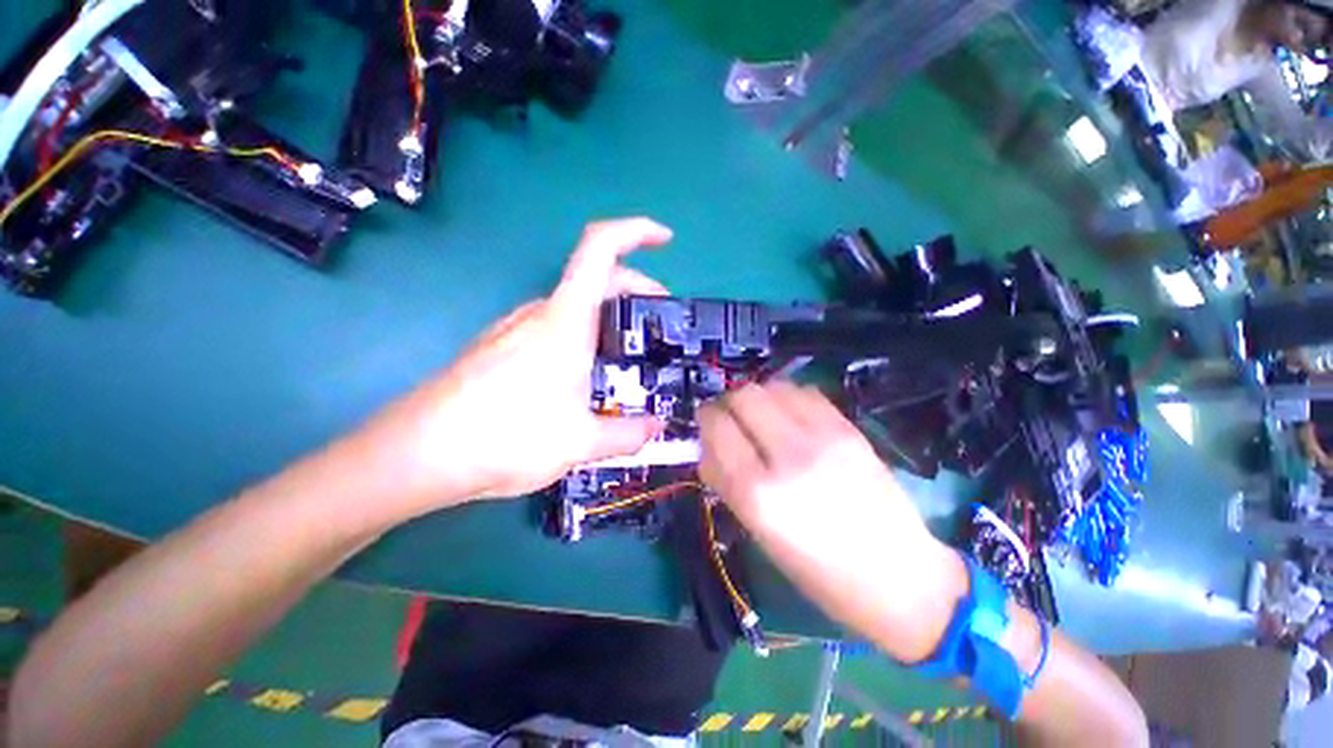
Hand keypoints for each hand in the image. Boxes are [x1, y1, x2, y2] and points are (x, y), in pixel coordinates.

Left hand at [350, 218, 671, 517]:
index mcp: (565, 320)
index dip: (635, 231)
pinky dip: (583, 337)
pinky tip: (585, 376)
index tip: (665, 238)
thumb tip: (655, 428)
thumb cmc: (504, 437)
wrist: (417, 454)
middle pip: (595, 278)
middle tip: (660, 323)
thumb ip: (627, 434)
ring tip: (628, 357)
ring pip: (575, 306)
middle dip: (636, 289)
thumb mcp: (580, 442)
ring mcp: (517, 329)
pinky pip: (554, 329)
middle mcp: (540, 313)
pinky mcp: (502, 349)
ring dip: (608, 317)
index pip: (601, 249)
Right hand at [699, 382, 967, 662]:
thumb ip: (724, 481)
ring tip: (761, 416)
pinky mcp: (850, 430)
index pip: (717, 426)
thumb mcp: (757, 532)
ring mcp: (823, 438)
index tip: (707, 422)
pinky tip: (789, 415)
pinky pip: (806, 392)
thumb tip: (708, 444)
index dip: (706, 417)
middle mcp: (788, 457)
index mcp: (758, 493)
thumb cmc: (818, 571)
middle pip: (743, 395)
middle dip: (728, 401)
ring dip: (757, 396)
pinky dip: (787, 396)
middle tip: (731, 417)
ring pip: (773, 386)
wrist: (899, 578)